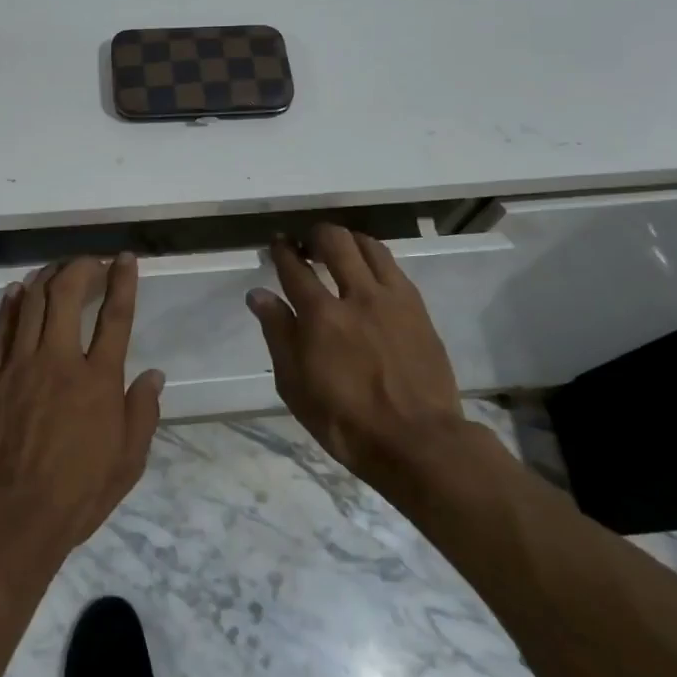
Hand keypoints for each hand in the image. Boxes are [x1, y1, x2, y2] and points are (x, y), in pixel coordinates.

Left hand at [0, 255, 164, 562]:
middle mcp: (60, 361)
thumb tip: (154, 375)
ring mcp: (21, 366)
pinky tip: (19, 290)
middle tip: (90, 262)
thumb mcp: (128, 461)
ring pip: (32, 304)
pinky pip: (3, 329)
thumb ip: (143, 413)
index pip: (116, 317)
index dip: (123, 281)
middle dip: (81, 268)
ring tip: (58, 269)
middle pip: (67, 295)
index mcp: (99, 380)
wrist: (10, 517)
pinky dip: (12, 304)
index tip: (125, 258)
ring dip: (47, 278)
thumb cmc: (77, 493)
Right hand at [246, 224, 473, 485]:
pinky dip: (374, 259)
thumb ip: (278, 333)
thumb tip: (258, 294)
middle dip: (315, 235)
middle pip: (335, 241)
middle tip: (307, 245)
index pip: (295, 267)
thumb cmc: (345, 421)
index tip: (277, 243)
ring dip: (348, 241)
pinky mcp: (418, 308)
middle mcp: (357, 295)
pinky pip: (393, 267)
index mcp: (321, 316)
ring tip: (340, 252)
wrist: (417, 441)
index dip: (282, 250)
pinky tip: (369, 274)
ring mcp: (392, 299)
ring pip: (369, 246)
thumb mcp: (295, 385)